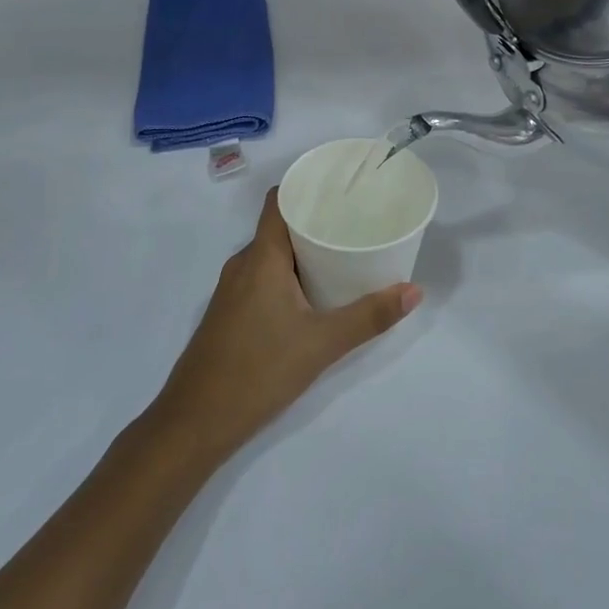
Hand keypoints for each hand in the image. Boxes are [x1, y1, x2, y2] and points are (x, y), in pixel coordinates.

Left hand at [150, 190, 420, 464]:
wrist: (194, 422)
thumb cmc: (258, 371)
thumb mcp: (321, 344)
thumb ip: (368, 317)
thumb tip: (414, 291)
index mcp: (261, 257)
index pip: (279, 200)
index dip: (305, 186)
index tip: (340, 185)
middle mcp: (243, 264)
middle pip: (279, 226)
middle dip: (315, 220)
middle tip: (355, 220)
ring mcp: (232, 290)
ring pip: (271, 255)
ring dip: (302, 250)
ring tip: (342, 252)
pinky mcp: (230, 313)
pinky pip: (262, 277)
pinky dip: (288, 274)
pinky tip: (313, 293)